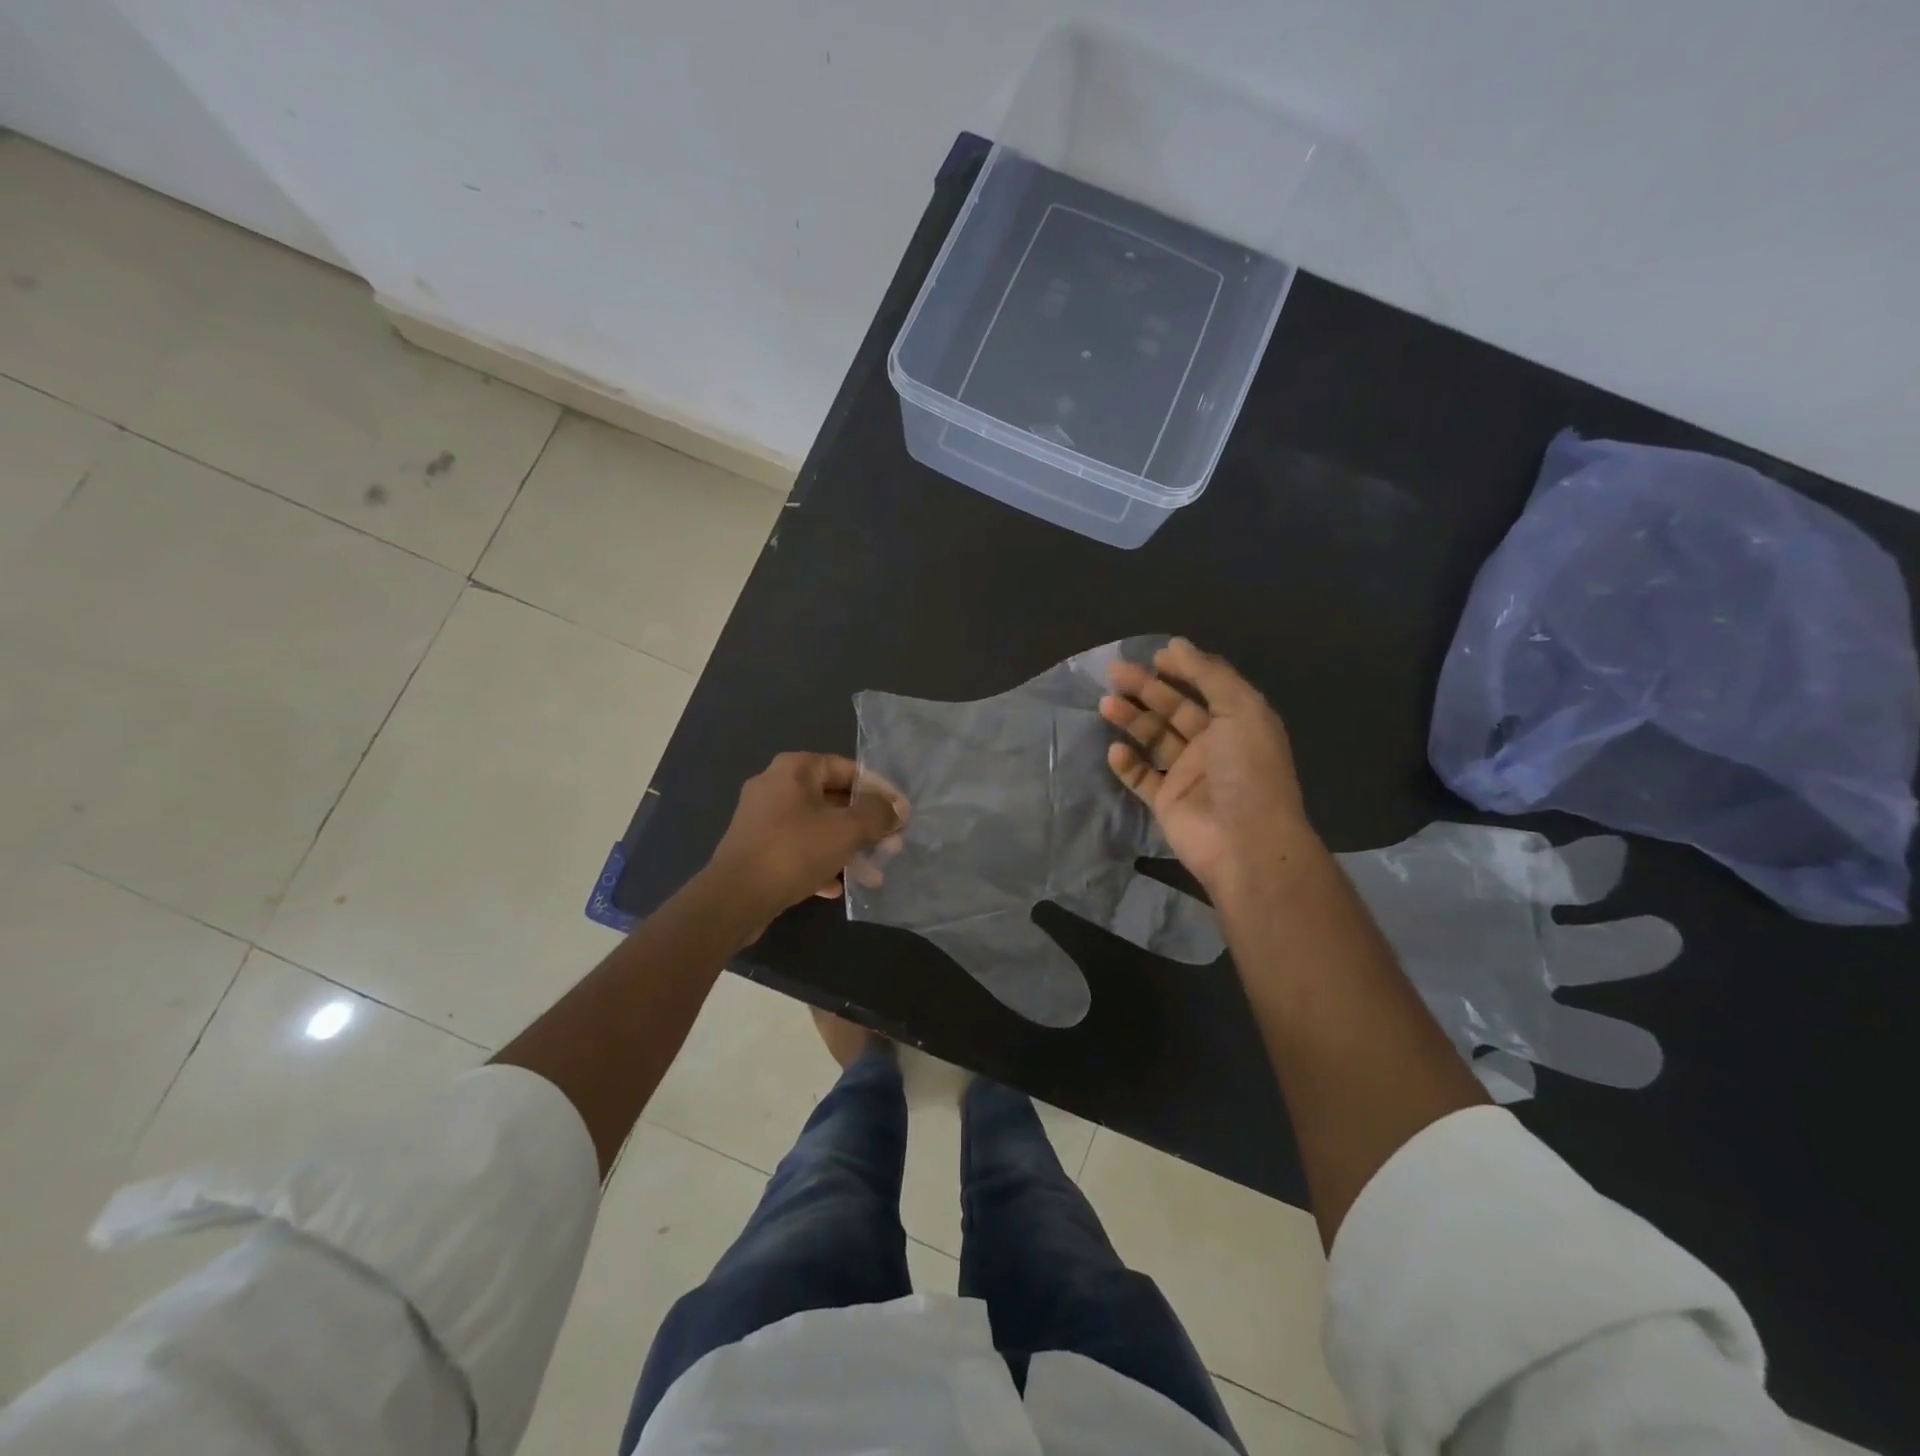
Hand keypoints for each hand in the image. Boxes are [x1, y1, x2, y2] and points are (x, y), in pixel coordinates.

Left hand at [705, 753, 904, 926]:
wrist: (734, 898)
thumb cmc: (794, 851)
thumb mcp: (846, 830)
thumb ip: (878, 815)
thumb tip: (898, 809)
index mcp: (794, 769)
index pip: (848, 768)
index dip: (880, 790)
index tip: (901, 813)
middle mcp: (776, 786)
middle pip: (833, 799)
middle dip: (865, 824)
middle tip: (892, 844)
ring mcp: (763, 819)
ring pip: (817, 827)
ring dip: (847, 847)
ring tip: (872, 872)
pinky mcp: (756, 849)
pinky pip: (798, 849)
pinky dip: (820, 863)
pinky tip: (836, 886)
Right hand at [1100, 639, 1318, 905]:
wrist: (1245, 843)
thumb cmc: (1247, 770)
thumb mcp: (1240, 709)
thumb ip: (1210, 674)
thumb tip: (1176, 644)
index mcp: (1237, 722)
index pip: (1205, 687)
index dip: (1181, 669)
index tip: (1153, 656)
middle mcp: (1213, 745)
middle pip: (1173, 709)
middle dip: (1145, 689)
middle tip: (1114, 672)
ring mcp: (1188, 775)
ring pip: (1154, 739)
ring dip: (1131, 720)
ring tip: (1105, 704)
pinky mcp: (1167, 802)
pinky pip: (1141, 777)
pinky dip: (1127, 763)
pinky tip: (1115, 750)